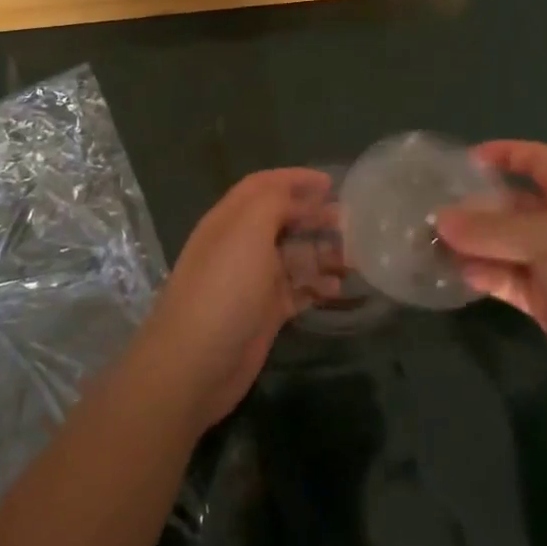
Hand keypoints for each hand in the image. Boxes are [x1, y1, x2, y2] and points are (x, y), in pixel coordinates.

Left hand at [134, 168, 337, 431]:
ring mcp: (252, 281)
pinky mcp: (263, 313)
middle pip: (282, 219)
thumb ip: (274, 202)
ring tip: (352, 258)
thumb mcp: (248, 231)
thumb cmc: (223, 288)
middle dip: (314, 215)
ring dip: (321, 252)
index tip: (331, 183)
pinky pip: (296, 290)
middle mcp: (240, 245)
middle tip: (350, 221)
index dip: (295, 179)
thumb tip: (300, 198)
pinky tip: (337, 288)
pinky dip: (316, 286)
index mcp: (231, 220)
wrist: (194, 366)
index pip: (263, 186)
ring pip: (293, 256)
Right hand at [436, 141, 546, 407]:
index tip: (462, 161)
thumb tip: (441, 220)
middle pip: (511, 204)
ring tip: (432, 243)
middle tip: (431, 210)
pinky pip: (506, 279)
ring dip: (472, 243)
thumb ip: (494, 229)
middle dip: (475, 206)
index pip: (536, 159)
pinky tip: (457, 275)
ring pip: (504, 244)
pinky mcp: (545, 301)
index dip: (503, 154)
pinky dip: (483, 275)